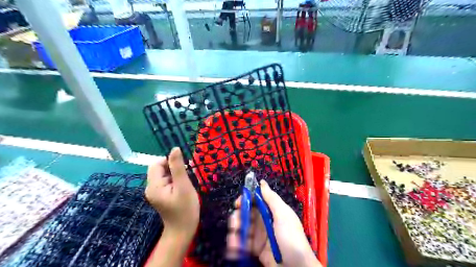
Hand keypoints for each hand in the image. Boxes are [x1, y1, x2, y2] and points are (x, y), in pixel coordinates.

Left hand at [144, 148, 198, 237]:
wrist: (183, 230)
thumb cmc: (185, 209)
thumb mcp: (183, 186)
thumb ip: (178, 166)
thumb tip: (175, 148)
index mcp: (153, 185)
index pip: (156, 163)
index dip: (169, 161)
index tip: (183, 168)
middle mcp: (151, 187)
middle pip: (159, 168)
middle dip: (173, 168)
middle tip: (186, 176)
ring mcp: (155, 192)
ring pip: (164, 174)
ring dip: (175, 174)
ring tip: (186, 183)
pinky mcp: (160, 195)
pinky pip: (166, 181)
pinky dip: (175, 180)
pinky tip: (183, 187)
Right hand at [226, 179, 321, 266]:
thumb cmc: (291, 238)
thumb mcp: (283, 215)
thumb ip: (272, 198)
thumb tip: (262, 182)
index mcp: (272, 211)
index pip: (256, 201)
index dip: (245, 200)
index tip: (237, 203)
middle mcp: (264, 221)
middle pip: (246, 214)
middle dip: (238, 217)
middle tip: (234, 223)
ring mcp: (259, 236)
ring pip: (243, 228)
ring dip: (235, 232)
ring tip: (233, 240)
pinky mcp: (256, 249)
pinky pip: (243, 243)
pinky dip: (236, 245)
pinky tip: (234, 248)